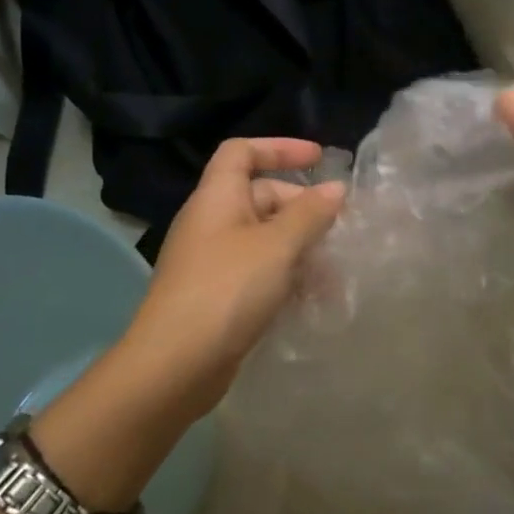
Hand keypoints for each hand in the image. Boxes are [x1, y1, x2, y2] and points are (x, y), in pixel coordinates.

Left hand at [31, 138, 343, 507]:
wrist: (174, 365)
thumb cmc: (227, 290)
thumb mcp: (277, 246)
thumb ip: (310, 214)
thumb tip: (336, 188)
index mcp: (217, 198)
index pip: (242, 152)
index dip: (280, 148)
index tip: (320, 159)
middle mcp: (212, 222)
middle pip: (261, 197)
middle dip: (303, 209)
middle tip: (339, 230)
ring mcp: (214, 261)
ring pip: (265, 239)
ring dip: (301, 250)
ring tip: (335, 275)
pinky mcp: (219, 295)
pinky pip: (260, 272)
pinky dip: (287, 278)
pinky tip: (314, 300)